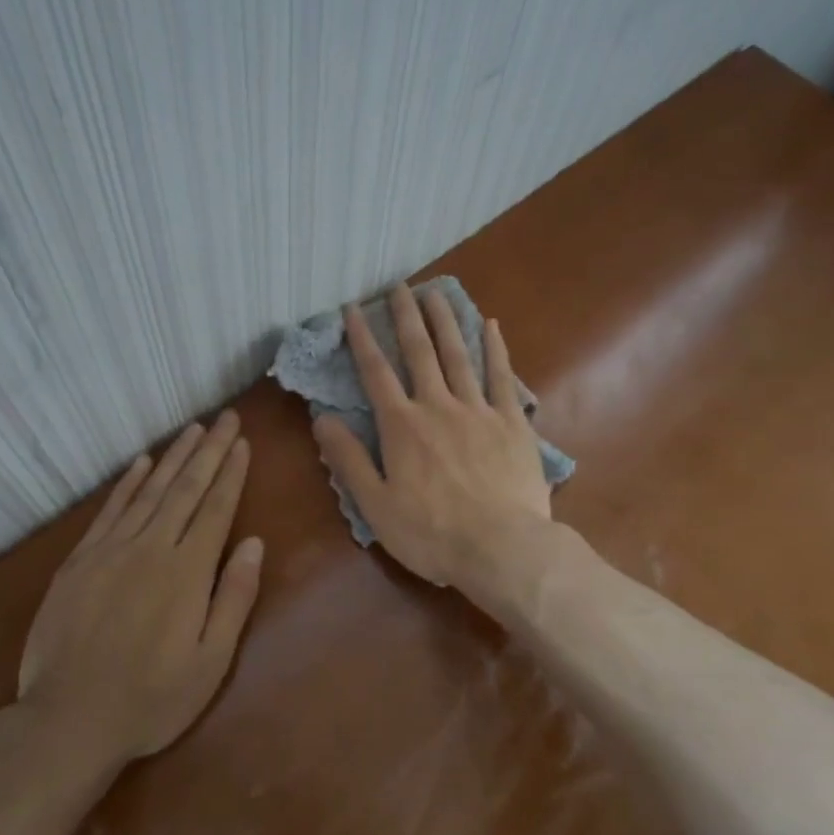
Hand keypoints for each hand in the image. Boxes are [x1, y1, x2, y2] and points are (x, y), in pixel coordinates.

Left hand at [17, 411, 262, 766]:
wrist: (69, 720)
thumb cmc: (151, 699)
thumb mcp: (211, 663)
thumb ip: (234, 598)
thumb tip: (255, 544)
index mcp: (188, 572)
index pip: (216, 508)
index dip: (231, 473)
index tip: (242, 442)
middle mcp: (151, 548)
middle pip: (186, 488)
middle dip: (210, 450)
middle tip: (225, 417)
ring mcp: (111, 550)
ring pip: (149, 491)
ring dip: (174, 457)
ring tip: (193, 429)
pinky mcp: (80, 560)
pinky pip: (109, 510)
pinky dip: (127, 483)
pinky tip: (142, 463)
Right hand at [313, 284, 552, 601]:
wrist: (502, 548)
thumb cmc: (431, 533)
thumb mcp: (375, 504)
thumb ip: (348, 458)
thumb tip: (321, 419)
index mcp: (402, 426)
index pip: (376, 372)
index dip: (362, 338)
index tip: (353, 309)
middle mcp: (437, 406)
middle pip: (419, 352)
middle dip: (405, 317)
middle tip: (399, 286)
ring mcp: (478, 411)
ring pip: (459, 355)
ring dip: (446, 321)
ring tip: (436, 293)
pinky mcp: (512, 422)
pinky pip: (503, 377)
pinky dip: (496, 349)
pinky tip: (491, 326)